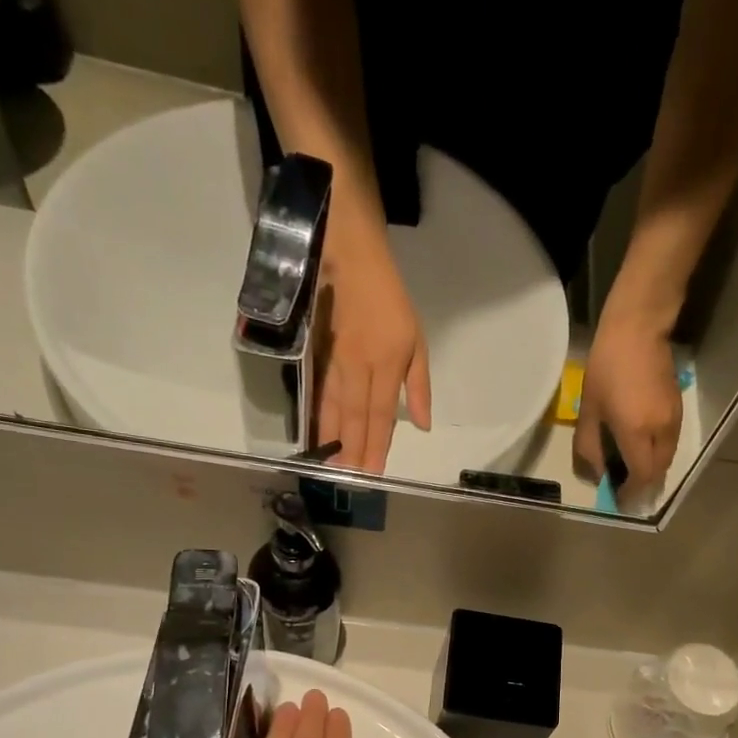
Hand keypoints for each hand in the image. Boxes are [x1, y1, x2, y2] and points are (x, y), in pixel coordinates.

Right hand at [316, 223, 431, 472]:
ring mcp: (336, 360)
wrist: (350, 257)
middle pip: (355, 416)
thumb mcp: (416, 341)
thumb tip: (422, 425)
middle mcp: (359, 366)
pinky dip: (318, 416)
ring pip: (333, 406)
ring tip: (330, 464)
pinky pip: (319, 392)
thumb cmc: (390, 301)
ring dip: (332, 438)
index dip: (376, 445)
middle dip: (352, 449)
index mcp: (386, 363)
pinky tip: (315, 434)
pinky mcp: (319, 354)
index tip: (372, 472)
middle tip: (348, 479)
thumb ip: (419, 385)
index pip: (381, 414)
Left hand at [573, 301, 682, 507]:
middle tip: (625, 489)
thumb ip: (590, 447)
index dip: (630, 493)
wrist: (638, 329)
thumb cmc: (606, 367)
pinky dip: (657, 454)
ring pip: (666, 458)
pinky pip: (669, 442)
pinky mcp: (678, 408)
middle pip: (657, 472)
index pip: (640, 477)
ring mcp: (673, 419)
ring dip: (651, 470)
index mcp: (637, 433)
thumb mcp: (590, 410)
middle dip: (642, 485)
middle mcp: (660, 431)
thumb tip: (597, 474)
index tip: (619, 500)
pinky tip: (643, 450)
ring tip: (632, 472)